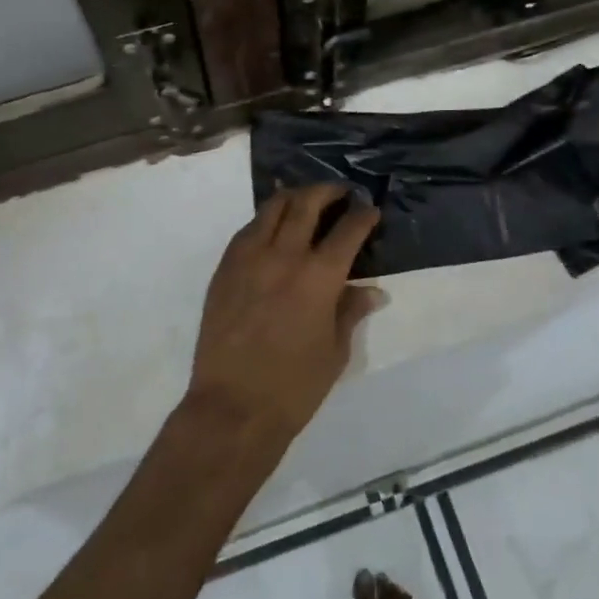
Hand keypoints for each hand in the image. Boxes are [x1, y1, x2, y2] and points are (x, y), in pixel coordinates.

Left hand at [184, 185, 382, 445]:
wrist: (233, 407)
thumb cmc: (294, 387)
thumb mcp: (335, 351)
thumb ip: (351, 311)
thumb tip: (373, 291)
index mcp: (319, 277)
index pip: (348, 230)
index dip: (363, 215)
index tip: (370, 210)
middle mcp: (284, 255)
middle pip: (306, 203)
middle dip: (328, 191)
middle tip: (340, 193)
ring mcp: (249, 258)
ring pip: (272, 207)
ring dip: (294, 197)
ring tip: (306, 201)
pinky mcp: (225, 268)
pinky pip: (248, 229)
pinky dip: (266, 220)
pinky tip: (274, 229)